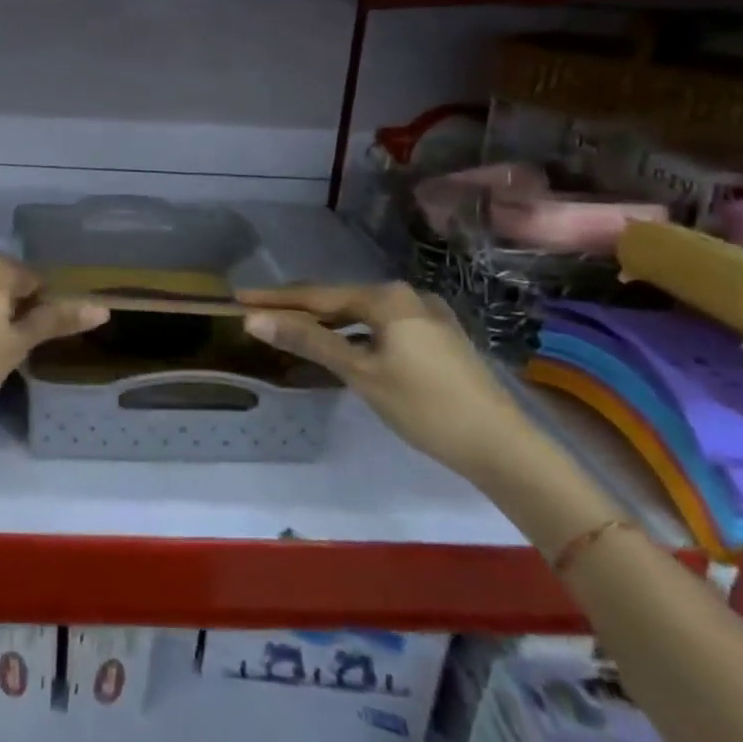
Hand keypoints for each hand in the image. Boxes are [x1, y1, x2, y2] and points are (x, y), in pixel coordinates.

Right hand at [236, 282, 535, 479]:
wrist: (503, 446)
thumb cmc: (425, 407)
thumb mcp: (361, 373)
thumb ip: (308, 341)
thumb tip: (254, 320)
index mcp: (387, 298)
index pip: (318, 297)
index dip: (276, 299)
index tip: (240, 298)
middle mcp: (407, 295)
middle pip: (340, 301)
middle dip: (299, 309)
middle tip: (259, 314)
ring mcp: (427, 315)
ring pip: (362, 314)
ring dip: (327, 322)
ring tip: (292, 329)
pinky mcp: (438, 337)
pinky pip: (382, 326)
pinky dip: (355, 333)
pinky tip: (343, 345)